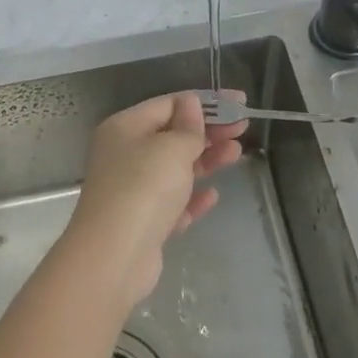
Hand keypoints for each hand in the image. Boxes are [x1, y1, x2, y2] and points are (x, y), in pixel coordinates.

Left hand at [63, 91, 247, 307]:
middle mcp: (124, 154)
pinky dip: (191, 197)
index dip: (205, 101)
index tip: (238, 103)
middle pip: (172, 135)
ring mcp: (132, 190)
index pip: (168, 104)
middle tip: (243, 128)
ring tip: (236, 154)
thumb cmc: (144, 188)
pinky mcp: (141, 222)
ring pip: (174, 168)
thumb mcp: (172, 147)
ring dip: (205, 160)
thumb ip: (188, 125)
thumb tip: (190, 103)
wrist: (113, 257)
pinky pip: (172, 202)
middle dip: (208, 131)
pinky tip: (212, 196)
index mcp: (125, 128)